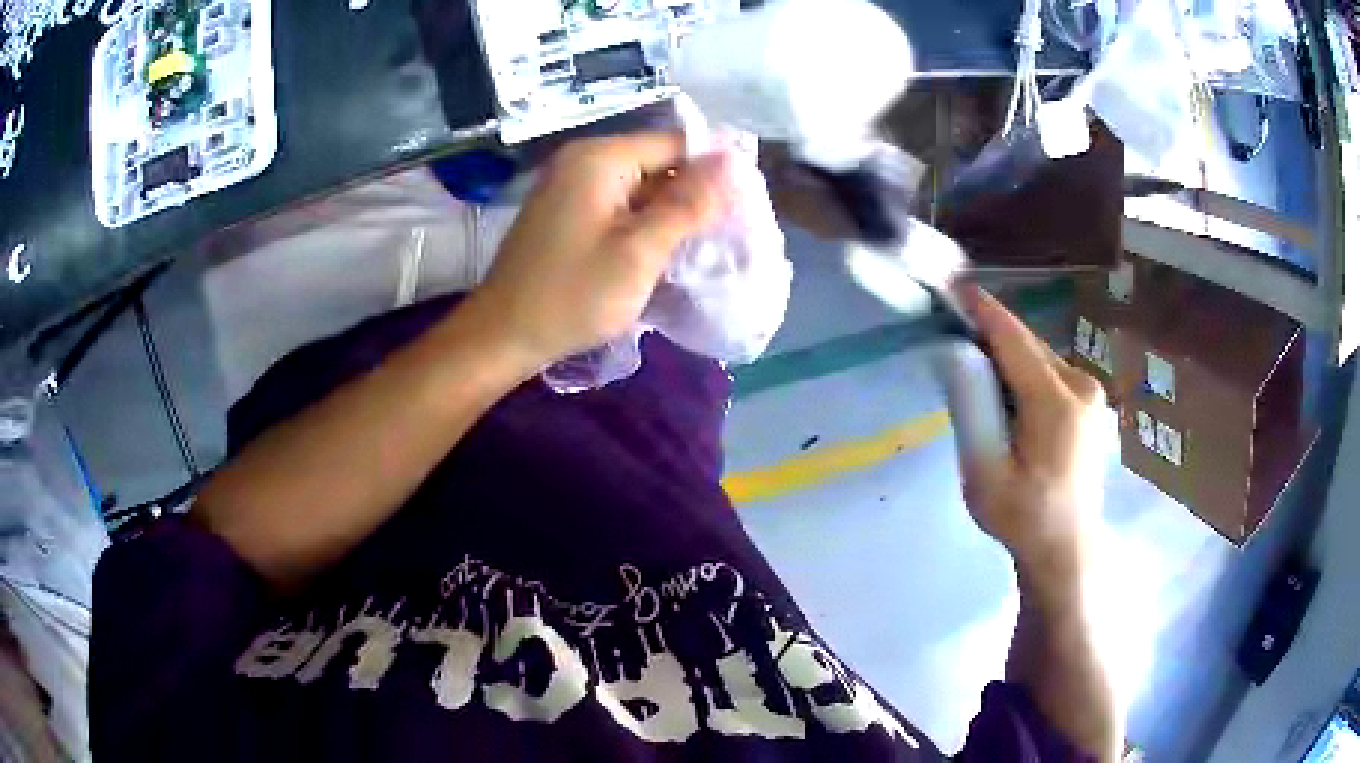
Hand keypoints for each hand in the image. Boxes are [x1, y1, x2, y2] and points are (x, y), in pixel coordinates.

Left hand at [468, 133, 729, 368]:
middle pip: (657, 162)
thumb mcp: (640, 251)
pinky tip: (661, 251)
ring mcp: (570, 185)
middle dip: (692, 194)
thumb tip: (733, 161)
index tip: (744, 206)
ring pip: (639, 186)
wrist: (503, 335)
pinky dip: (643, 223)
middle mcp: (583, 160)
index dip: (714, 169)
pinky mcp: (566, 211)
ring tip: (702, 245)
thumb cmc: (573, 295)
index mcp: (600, 158)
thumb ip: (689, 204)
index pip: (675, 143)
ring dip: (669, 213)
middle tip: (727, 233)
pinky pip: (618, 205)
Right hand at [960, 288, 1107, 584]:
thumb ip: (971, 407)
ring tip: (978, 370)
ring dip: (1008, 356)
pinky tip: (1009, 395)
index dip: (983, 310)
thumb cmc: (1021, 516)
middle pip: (1028, 344)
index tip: (955, 285)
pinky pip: (1051, 373)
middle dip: (992, 333)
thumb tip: (958, 354)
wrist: (1066, 547)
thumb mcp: (983, 470)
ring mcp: (1091, 394)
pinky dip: (1025, 372)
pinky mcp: (1092, 404)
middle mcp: (1081, 386)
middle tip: (955, 331)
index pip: (1014, 339)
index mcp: (1056, 403)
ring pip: (1040, 357)